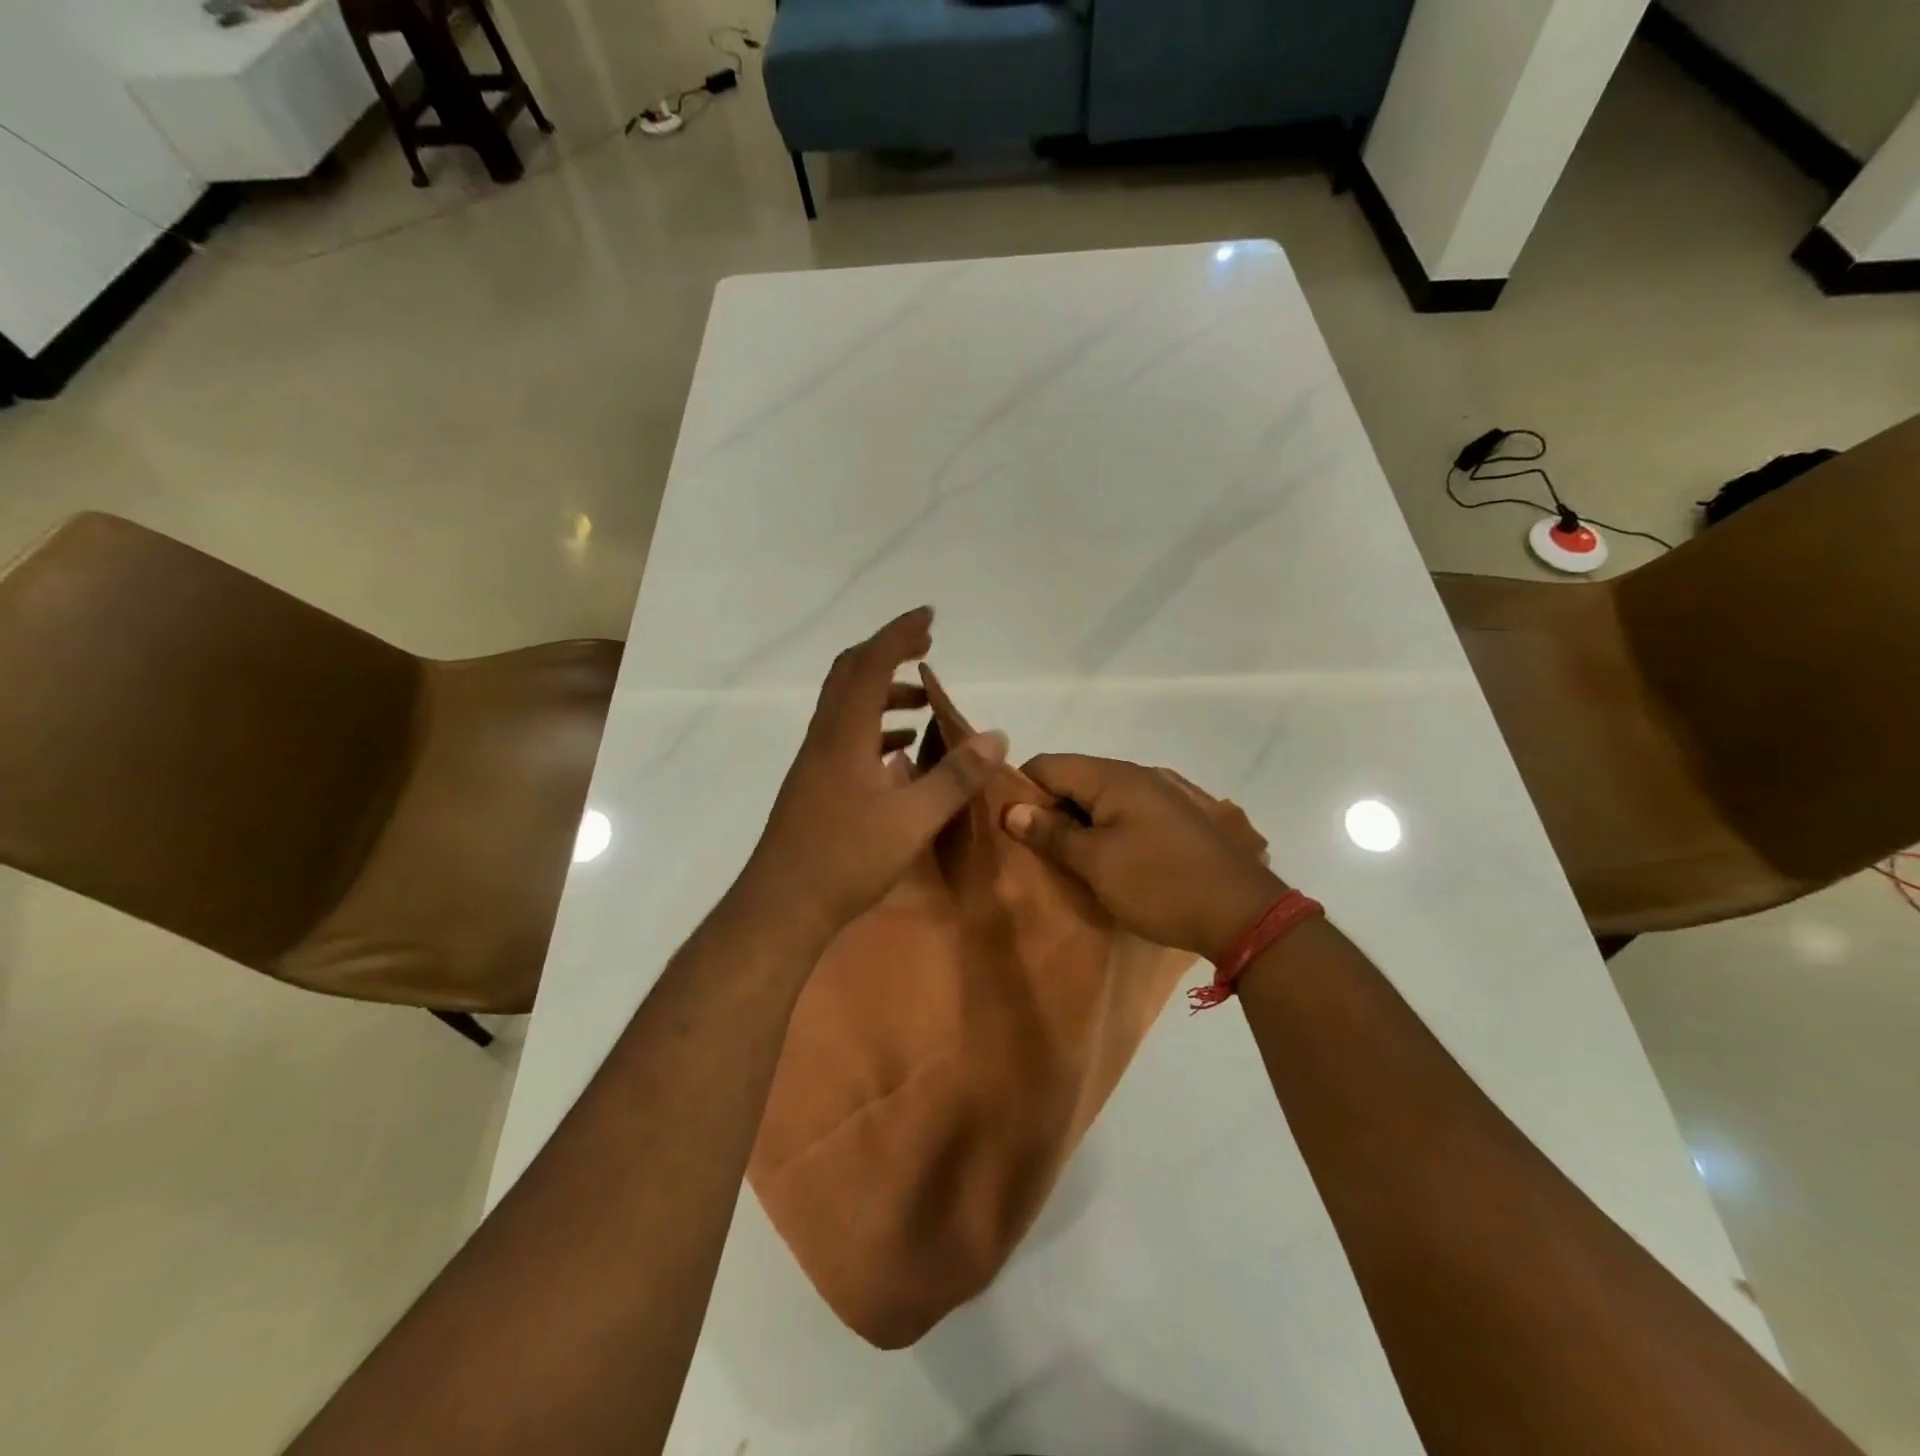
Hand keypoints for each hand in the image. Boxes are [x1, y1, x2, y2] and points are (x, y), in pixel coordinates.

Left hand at [738, 607, 1006, 947]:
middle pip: (850, 673)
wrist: (782, 904)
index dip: (899, 634)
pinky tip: (900, 753)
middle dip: (888, 651)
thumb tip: (996, 735)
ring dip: (883, 692)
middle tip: (925, 647)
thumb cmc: (846, 858)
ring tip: (923, 703)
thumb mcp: (913, 819)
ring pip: (847, 705)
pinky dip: (875, 726)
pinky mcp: (815, 783)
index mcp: (845, 734)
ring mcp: (816, 760)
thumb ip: (956, 776)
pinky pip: (846, 735)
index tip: (928, 617)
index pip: (872, 664)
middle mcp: (825, 736)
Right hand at [1002, 755, 1281, 960]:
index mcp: (1114, 776)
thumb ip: (1051, 833)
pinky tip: (1106, 861)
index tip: (1008, 827)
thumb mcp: (1096, 863)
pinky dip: (1107, 830)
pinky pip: (1127, 813)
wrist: (1243, 915)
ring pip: (1101, 798)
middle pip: (1075, 779)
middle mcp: (1139, 774)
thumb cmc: (1160, 884)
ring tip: (1066, 860)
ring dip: (1079, 823)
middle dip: (1049, 809)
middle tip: (1035, 850)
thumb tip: (1011, 809)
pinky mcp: (1179, 819)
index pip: (1048, 764)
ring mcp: (1163, 795)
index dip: (1021, 790)